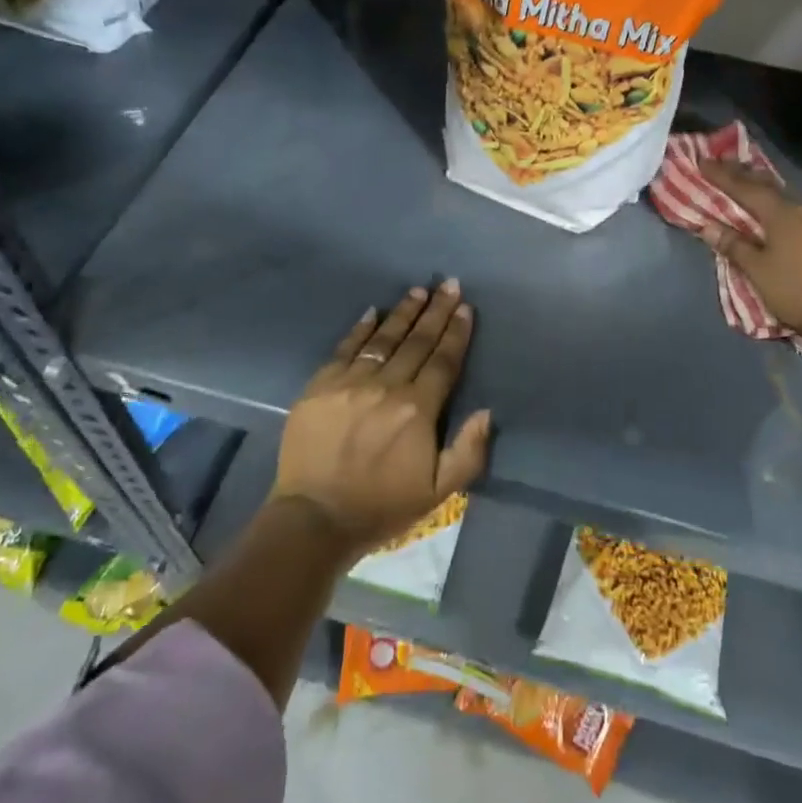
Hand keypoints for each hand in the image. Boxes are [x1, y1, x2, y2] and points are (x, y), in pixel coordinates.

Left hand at [271, 281, 491, 556]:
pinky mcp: (320, 386)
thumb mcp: (439, 491)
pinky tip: (373, 312)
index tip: (465, 307)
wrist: (315, 518)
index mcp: (418, 410)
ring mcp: (349, 383)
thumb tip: (486, 412)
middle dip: (435, 312)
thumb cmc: (383, 506)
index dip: (456, 333)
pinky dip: (361, 329)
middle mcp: (386, 387)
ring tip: (418, 292)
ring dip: (403, 313)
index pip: (443, 361)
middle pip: (416, 342)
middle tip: (448, 284)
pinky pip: (345, 349)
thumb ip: (468, 451)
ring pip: (383, 339)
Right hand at [696, 159, 801, 352]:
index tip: (704, 161)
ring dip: (777, 200)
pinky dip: (799, 221)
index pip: (746, 188)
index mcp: (783, 214)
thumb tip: (707, 226)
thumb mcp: (758, 271)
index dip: (722, 175)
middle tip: (731, 168)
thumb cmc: (796, 292)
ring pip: (798, 205)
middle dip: (749, 179)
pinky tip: (796, 228)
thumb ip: (734, 246)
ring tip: (762, 199)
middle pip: (773, 190)